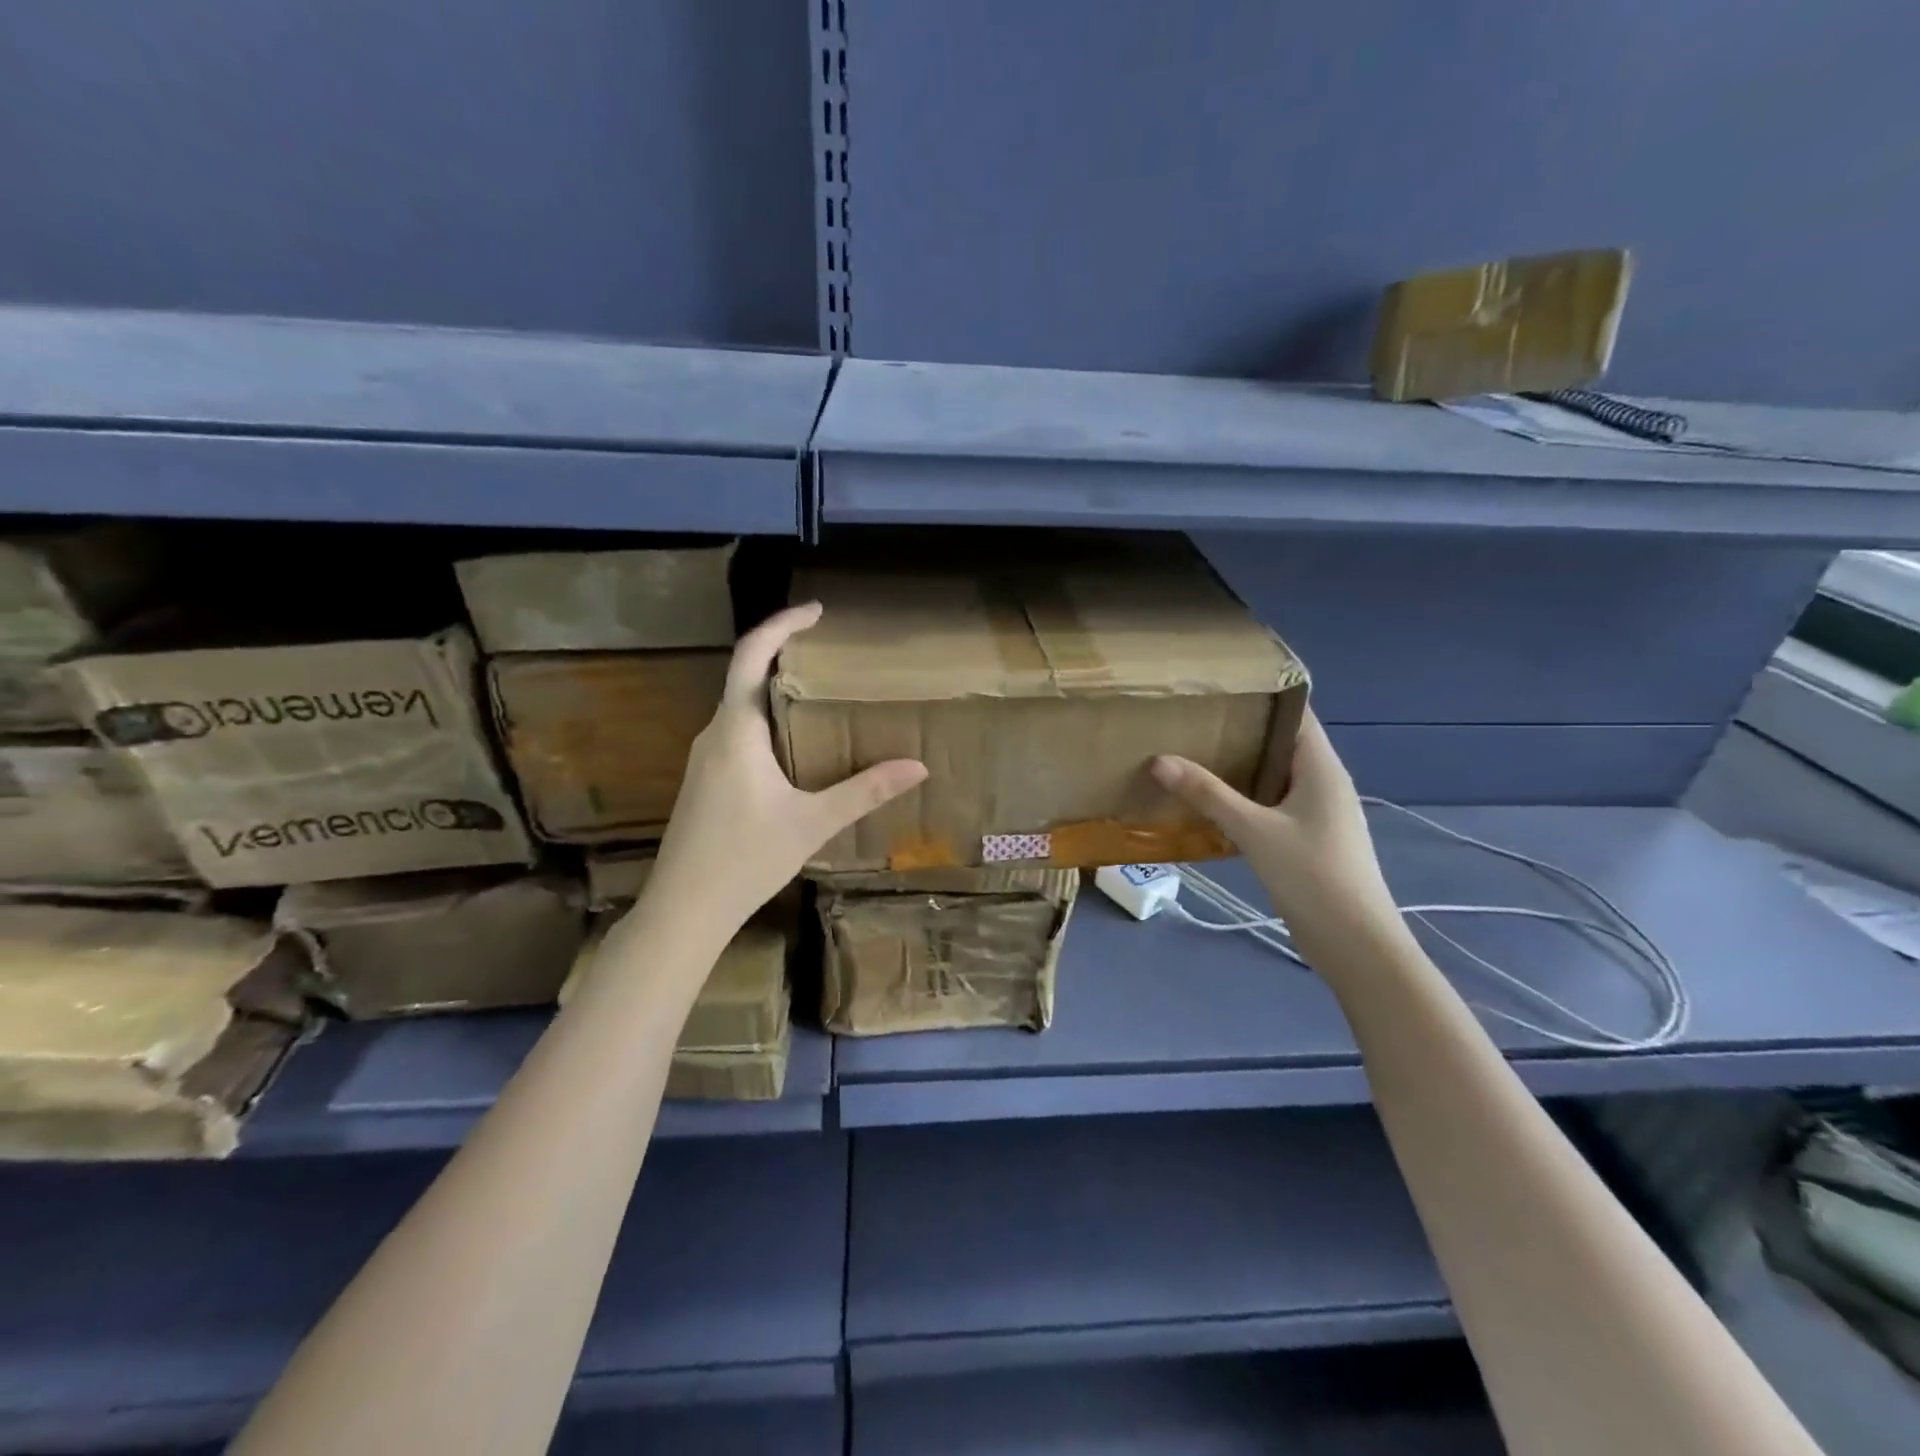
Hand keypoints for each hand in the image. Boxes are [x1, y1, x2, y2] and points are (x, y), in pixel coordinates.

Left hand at [647, 603, 926, 934]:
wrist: (684, 909)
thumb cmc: (745, 859)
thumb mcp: (813, 823)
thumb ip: (865, 791)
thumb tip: (918, 766)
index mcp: (736, 731)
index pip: (752, 656)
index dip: (782, 624)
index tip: (816, 611)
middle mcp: (715, 734)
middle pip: (746, 676)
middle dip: (787, 655)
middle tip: (832, 652)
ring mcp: (706, 758)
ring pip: (742, 706)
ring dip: (778, 690)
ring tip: (823, 692)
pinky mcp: (707, 780)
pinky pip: (740, 732)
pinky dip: (769, 720)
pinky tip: (797, 744)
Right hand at [1150, 710, 1397, 944]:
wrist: (1357, 944)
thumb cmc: (1313, 876)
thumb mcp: (1254, 831)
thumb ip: (1208, 794)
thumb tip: (1159, 760)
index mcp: (1322, 767)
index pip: (1295, 713)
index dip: (1260, 695)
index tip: (1216, 686)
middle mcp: (1324, 782)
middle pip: (1280, 742)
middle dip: (1239, 730)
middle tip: (1191, 719)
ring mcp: (1318, 812)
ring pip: (1274, 775)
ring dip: (1239, 766)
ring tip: (1192, 752)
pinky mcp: (1308, 838)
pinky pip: (1272, 803)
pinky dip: (1244, 796)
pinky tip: (1211, 802)